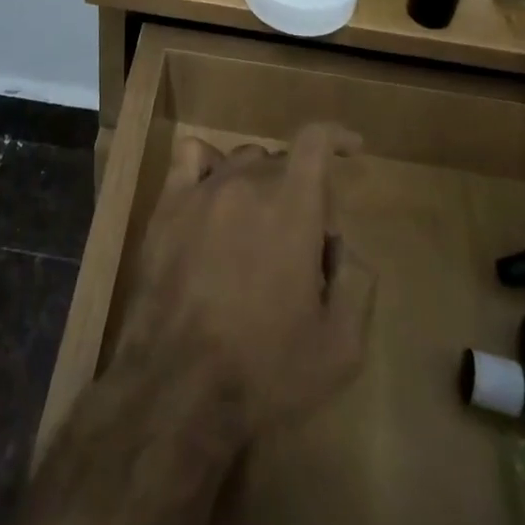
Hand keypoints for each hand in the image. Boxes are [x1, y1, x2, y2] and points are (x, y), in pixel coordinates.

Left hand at [113, 124, 374, 434]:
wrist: (178, 388)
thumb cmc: (264, 371)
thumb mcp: (339, 347)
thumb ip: (355, 282)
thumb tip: (341, 244)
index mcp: (293, 207)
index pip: (315, 140)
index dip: (337, 136)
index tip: (352, 148)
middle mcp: (248, 183)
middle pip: (282, 161)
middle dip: (303, 190)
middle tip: (304, 242)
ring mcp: (204, 189)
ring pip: (243, 161)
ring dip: (261, 182)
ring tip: (259, 227)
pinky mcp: (168, 203)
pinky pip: (193, 157)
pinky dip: (211, 164)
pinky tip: (214, 193)